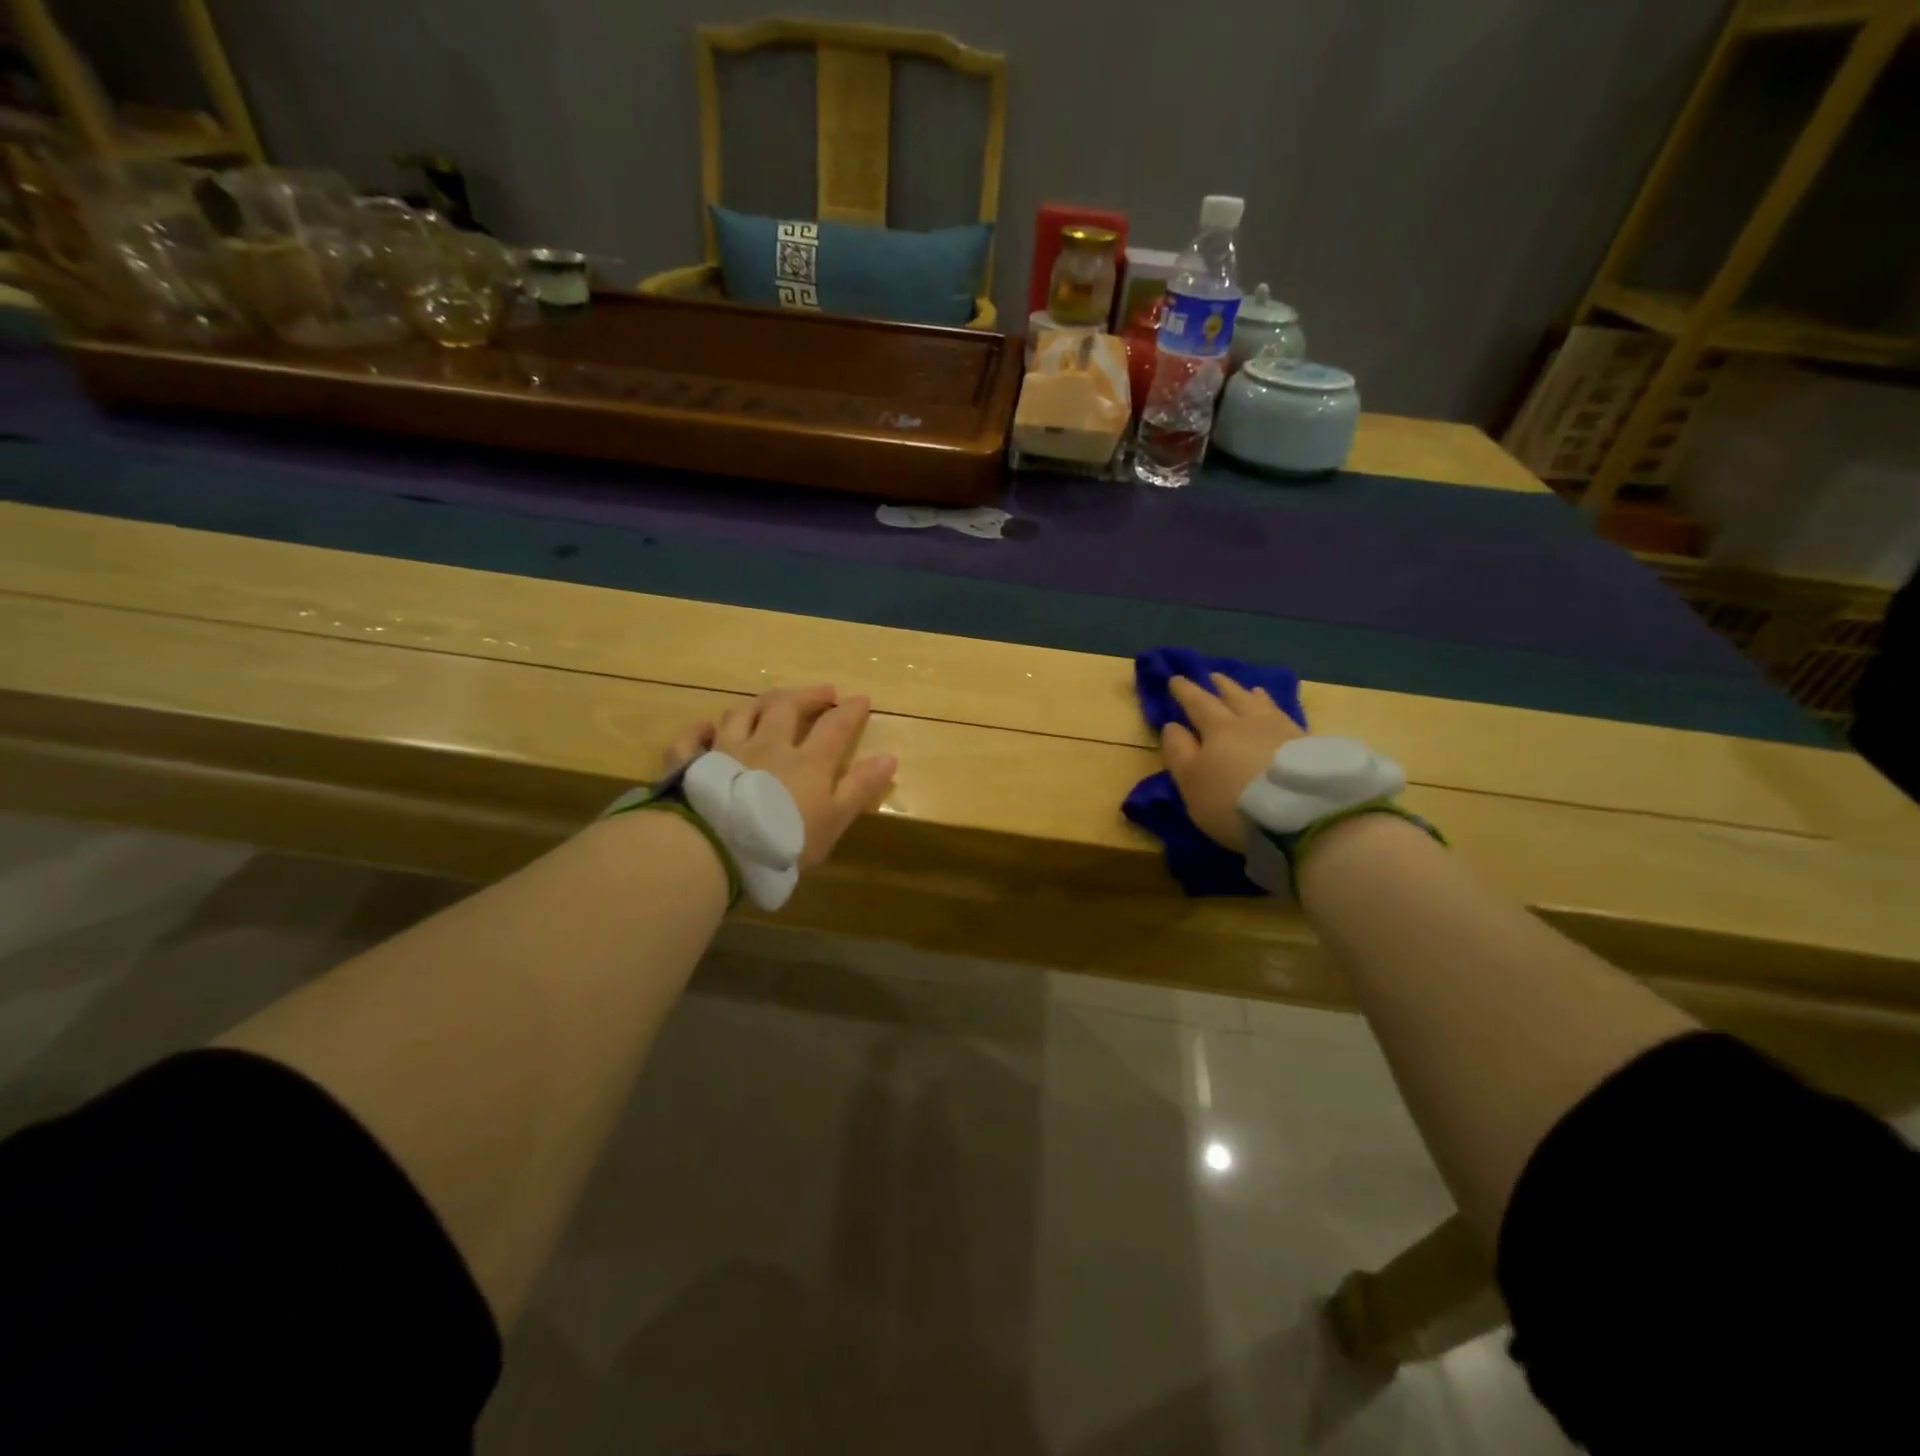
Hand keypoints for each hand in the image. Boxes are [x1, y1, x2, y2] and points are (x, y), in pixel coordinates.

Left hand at [664, 685, 896, 867]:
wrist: (716, 849)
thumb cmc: (782, 841)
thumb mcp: (833, 821)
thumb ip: (859, 788)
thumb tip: (889, 757)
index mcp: (806, 761)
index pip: (834, 727)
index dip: (849, 711)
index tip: (861, 698)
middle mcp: (766, 745)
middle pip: (786, 708)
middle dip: (807, 696)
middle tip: (822, 691)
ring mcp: (725, 751)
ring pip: (741, 714)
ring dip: (759, 704)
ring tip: (770, 702)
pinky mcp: (690, 765)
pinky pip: (692, 739)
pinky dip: (700, 730)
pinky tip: (706, 728)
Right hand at [1159, 674, 1304, 851]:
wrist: (1302, 814)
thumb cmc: (1233, 800)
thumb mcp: (1191, 782)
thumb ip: (1179, 752)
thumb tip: (1173, 725)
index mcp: (1218, 728)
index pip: (1198, 703)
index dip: (1185, 691)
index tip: (1175, 679)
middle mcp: (1251, 722)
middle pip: (1234, 698)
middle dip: (1220, 687)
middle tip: (1213, 676)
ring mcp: (1284, 731)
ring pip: (1264, 705)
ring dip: (1252, 696)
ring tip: (1250, 689)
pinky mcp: (1310, 747)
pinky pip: (1287, 719)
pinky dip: (1277, 712)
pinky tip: (1280, 716)